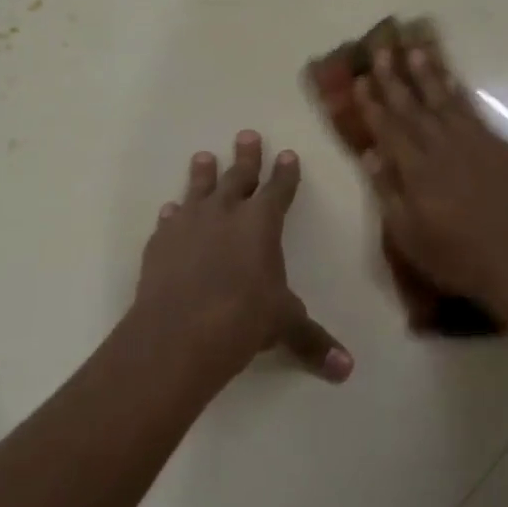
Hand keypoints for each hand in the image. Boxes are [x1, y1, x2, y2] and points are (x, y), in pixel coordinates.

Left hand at [133, 132, 352, 388]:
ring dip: (203, 173)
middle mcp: (225, 215)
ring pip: (198, 190)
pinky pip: (169, 220)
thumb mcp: (284, 327)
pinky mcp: (160, 244)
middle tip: (246, 135)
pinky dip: (173, 213)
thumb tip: (347, 370)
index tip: (287, 154)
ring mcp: (188, 226)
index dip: (285, 173)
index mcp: (262, 224)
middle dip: (246, 157)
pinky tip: (171, 210)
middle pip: (238, 177)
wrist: (178, 334)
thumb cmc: (243, 320)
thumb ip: (314, 343)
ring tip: (203, 157)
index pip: (279, 190)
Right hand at [356, 49, 507, 310]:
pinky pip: (473, 111)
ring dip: (428, 75)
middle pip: (413, 107)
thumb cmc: (456, 257)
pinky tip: (452, 82)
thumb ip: (388, 192)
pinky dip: (459, 93)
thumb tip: (371, 154)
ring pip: (445, 101)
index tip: (360, 80)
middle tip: (382, 50)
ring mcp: (474, 143)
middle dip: (395, 79)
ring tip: (415, 50)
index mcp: (416, 170)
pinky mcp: (499, 147)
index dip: (372, 104)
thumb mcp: (408, 236)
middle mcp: (442, 147)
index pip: (388, 129)